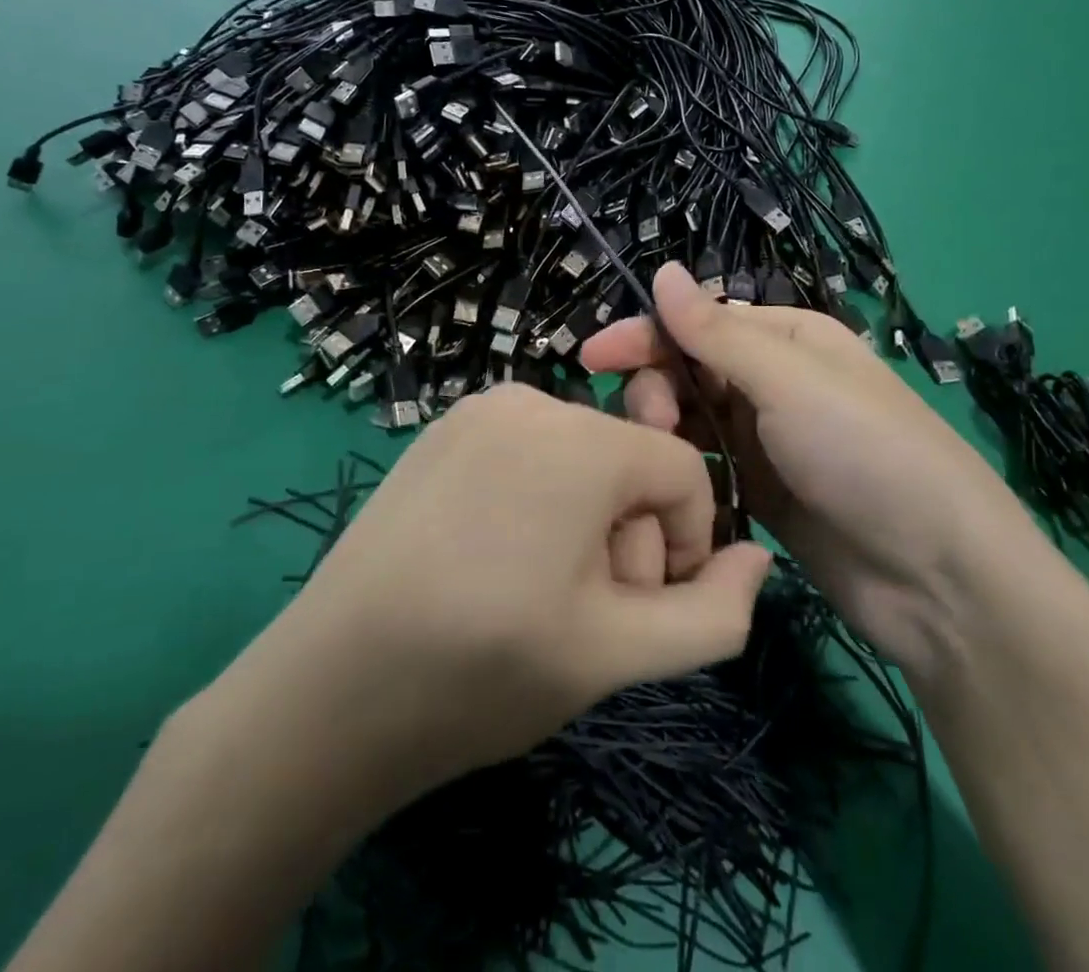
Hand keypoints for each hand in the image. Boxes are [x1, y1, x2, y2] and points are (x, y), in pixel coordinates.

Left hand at [213, 382, 772, 812]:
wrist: (330, 688)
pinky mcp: (442, 429)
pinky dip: (537, 499)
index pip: (685, 472)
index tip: (645, 608)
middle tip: (582, 610)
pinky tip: (493, 561)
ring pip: (580, 457)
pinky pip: (527, 452)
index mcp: (582, 439)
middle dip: (629, 537)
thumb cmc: (486, 669)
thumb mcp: (619, 653)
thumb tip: (758, 559)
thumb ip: (714, 612)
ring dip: (584, 520)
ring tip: (536, 589)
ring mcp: (478, 408)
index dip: (685, 545)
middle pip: (629, 462)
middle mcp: (531, 399)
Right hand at [584, 262, 1023, 679]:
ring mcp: (768, 443)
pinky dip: (683, 472)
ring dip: (666, 431)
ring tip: (659, 460)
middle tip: (650, 422)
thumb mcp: (789, 380)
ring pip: (692, 422)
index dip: (646, 335)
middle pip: (690, 371)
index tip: (592, 357)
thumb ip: (717, 332)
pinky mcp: (762, 496)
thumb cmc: (864, 453)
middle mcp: (774, 384)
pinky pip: (706, 470)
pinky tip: (663, 490)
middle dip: (658, 387)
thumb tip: (662, 270)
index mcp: (788, 339)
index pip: (700, 323)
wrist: (938, 577)